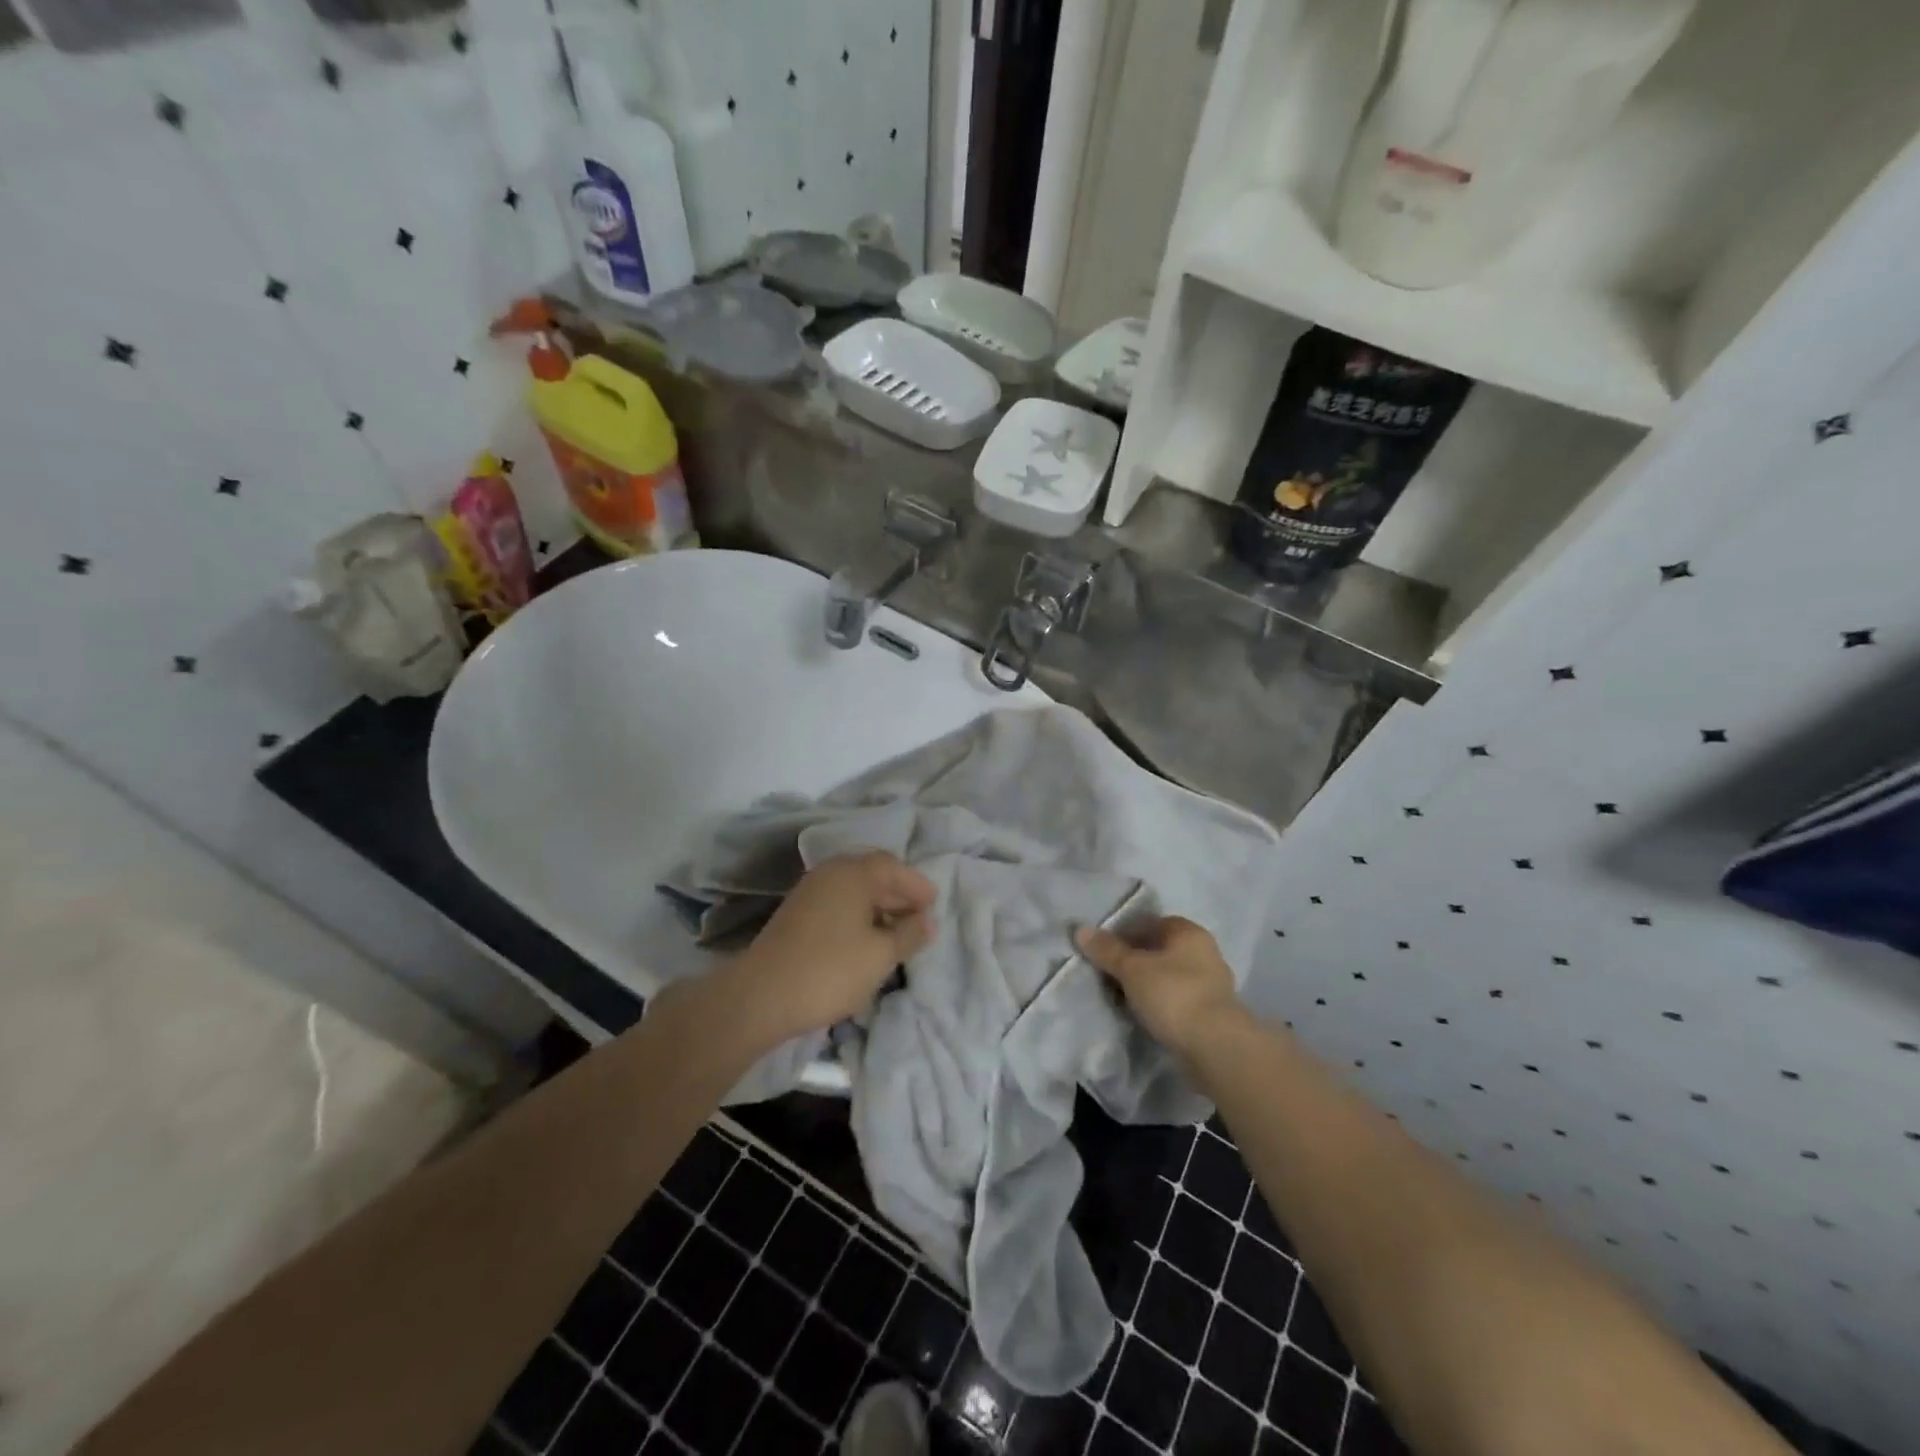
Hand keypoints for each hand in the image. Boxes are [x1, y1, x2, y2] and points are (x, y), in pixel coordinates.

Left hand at [725, 851, 935, 1042]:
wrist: (761, 996)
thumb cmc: (831, 969)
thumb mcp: (881, 955)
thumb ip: (909, 934)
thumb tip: (928, 921)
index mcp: (853, 873)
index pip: (894, 866)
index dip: (917, 885)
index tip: (934, 907)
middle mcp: (830, 873)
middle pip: (873, 875)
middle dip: (899, 897)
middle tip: (919, 922)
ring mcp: (809, 893)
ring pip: (853, 892)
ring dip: (878, 909)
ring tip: (896, 937)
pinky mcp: (796, 915)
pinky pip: (837, 906)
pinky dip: (857, 918)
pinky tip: (865, 944)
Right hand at [1075, 916, 1246, 1055]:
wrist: (1215, 1047)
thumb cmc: (1172, 995)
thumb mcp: (1132, 969)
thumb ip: (1107, 950)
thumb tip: (1080, 929)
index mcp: (1189, 932)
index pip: (1152, 923)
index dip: (1126, 934)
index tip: (1104, 952)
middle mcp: (1205, 952)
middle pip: (1161, 950)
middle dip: (1136, 960)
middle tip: (1110, 975)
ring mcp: (1212, 984)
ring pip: (1170, 976)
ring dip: (1149, 984)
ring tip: (1124, 998)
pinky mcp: (1213, 1013)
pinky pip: (1178, 999)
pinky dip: (1162, 1004)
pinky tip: (1146, 1016)